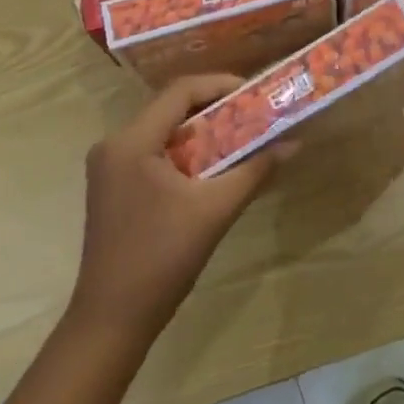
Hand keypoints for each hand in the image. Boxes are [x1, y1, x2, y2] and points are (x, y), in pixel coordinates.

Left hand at [62, 75, 275, 352]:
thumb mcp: (215, 209)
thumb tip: (294, 144)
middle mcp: (114, 144)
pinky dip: (185, 150)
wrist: (112, 319)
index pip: (180, 91)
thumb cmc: (162, 258)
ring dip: (201, 130)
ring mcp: (109, 166)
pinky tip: (213, 165)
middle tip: (254, 113)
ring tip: (241, 135)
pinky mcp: (113, 186)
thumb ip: (255, 170)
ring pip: (162, 130)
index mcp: (131, 142)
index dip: (220, 84)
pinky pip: (153, 151)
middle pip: (170, 107)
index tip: (255, 93)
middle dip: (215, 107)